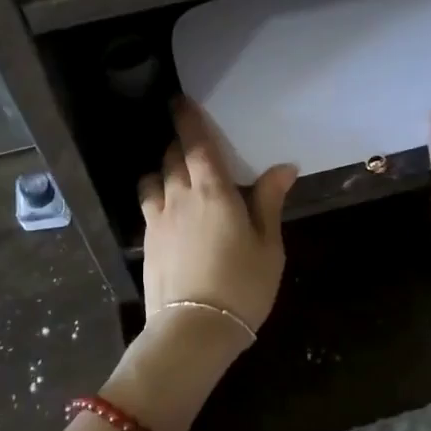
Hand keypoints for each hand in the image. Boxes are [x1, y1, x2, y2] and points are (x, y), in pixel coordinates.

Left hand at [137, 98, 296, 334]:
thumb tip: (284, 167)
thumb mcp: (268, 245)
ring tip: (175, 175)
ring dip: (163, 169)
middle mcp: (179, 196)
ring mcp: (157, 218)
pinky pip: (147, 205)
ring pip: (154, 178)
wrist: (193, 330)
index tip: (179, 101)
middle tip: (191, 143)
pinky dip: (155, 195)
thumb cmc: (242, 285)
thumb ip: (269, 201)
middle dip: (179, 143)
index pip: (196, 143)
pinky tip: (165, 208)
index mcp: (213, 191)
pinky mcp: (146, 240)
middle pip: (172, 156)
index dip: (187, 119)